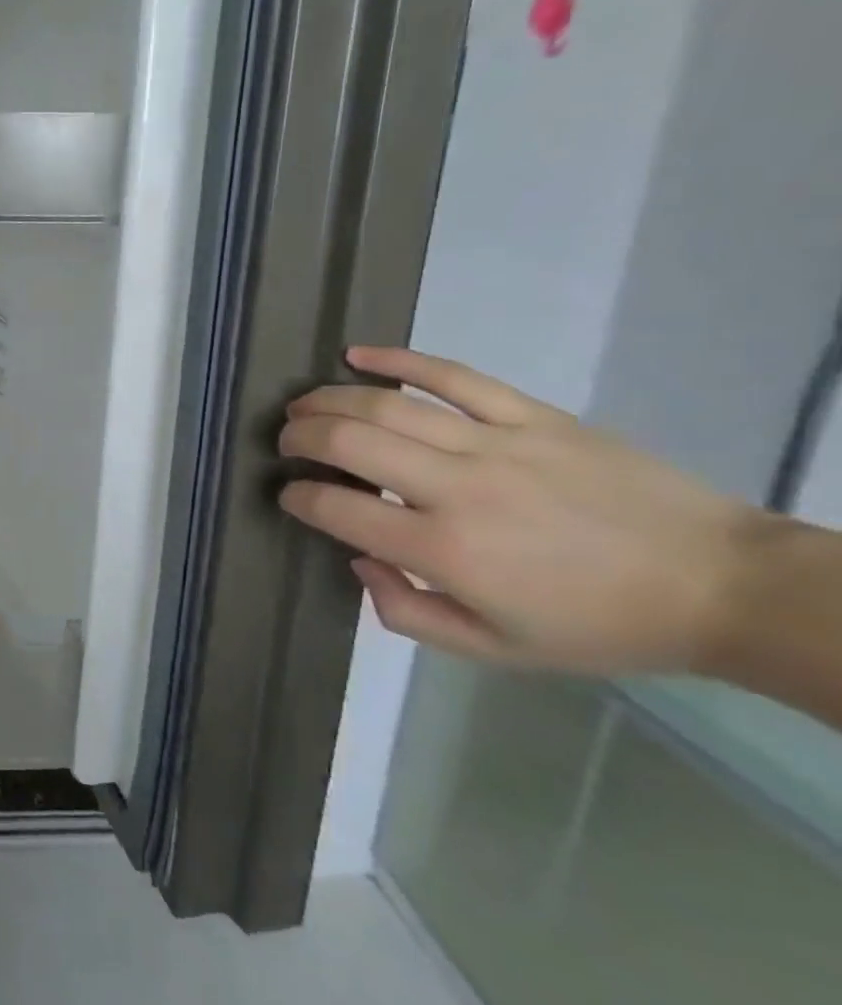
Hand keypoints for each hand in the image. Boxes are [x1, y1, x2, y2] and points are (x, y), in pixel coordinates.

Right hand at [277, 345, 762, 676]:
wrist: (720, 585)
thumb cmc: (597, 626)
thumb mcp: (494, 650)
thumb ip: (407, 613)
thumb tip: (359, 561)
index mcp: (444, 550)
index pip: (337, 510)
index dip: (298, 497)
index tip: (289, 495)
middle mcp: (456, 488)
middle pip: (349, 442)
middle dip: (300, 436)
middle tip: (285, 442)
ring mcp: (496, 443)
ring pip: (386, 404)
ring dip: (328, 399)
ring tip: (301, 404)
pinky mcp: (531, 416)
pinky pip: (453, 376)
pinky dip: (398, 360)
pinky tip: (356, 354)